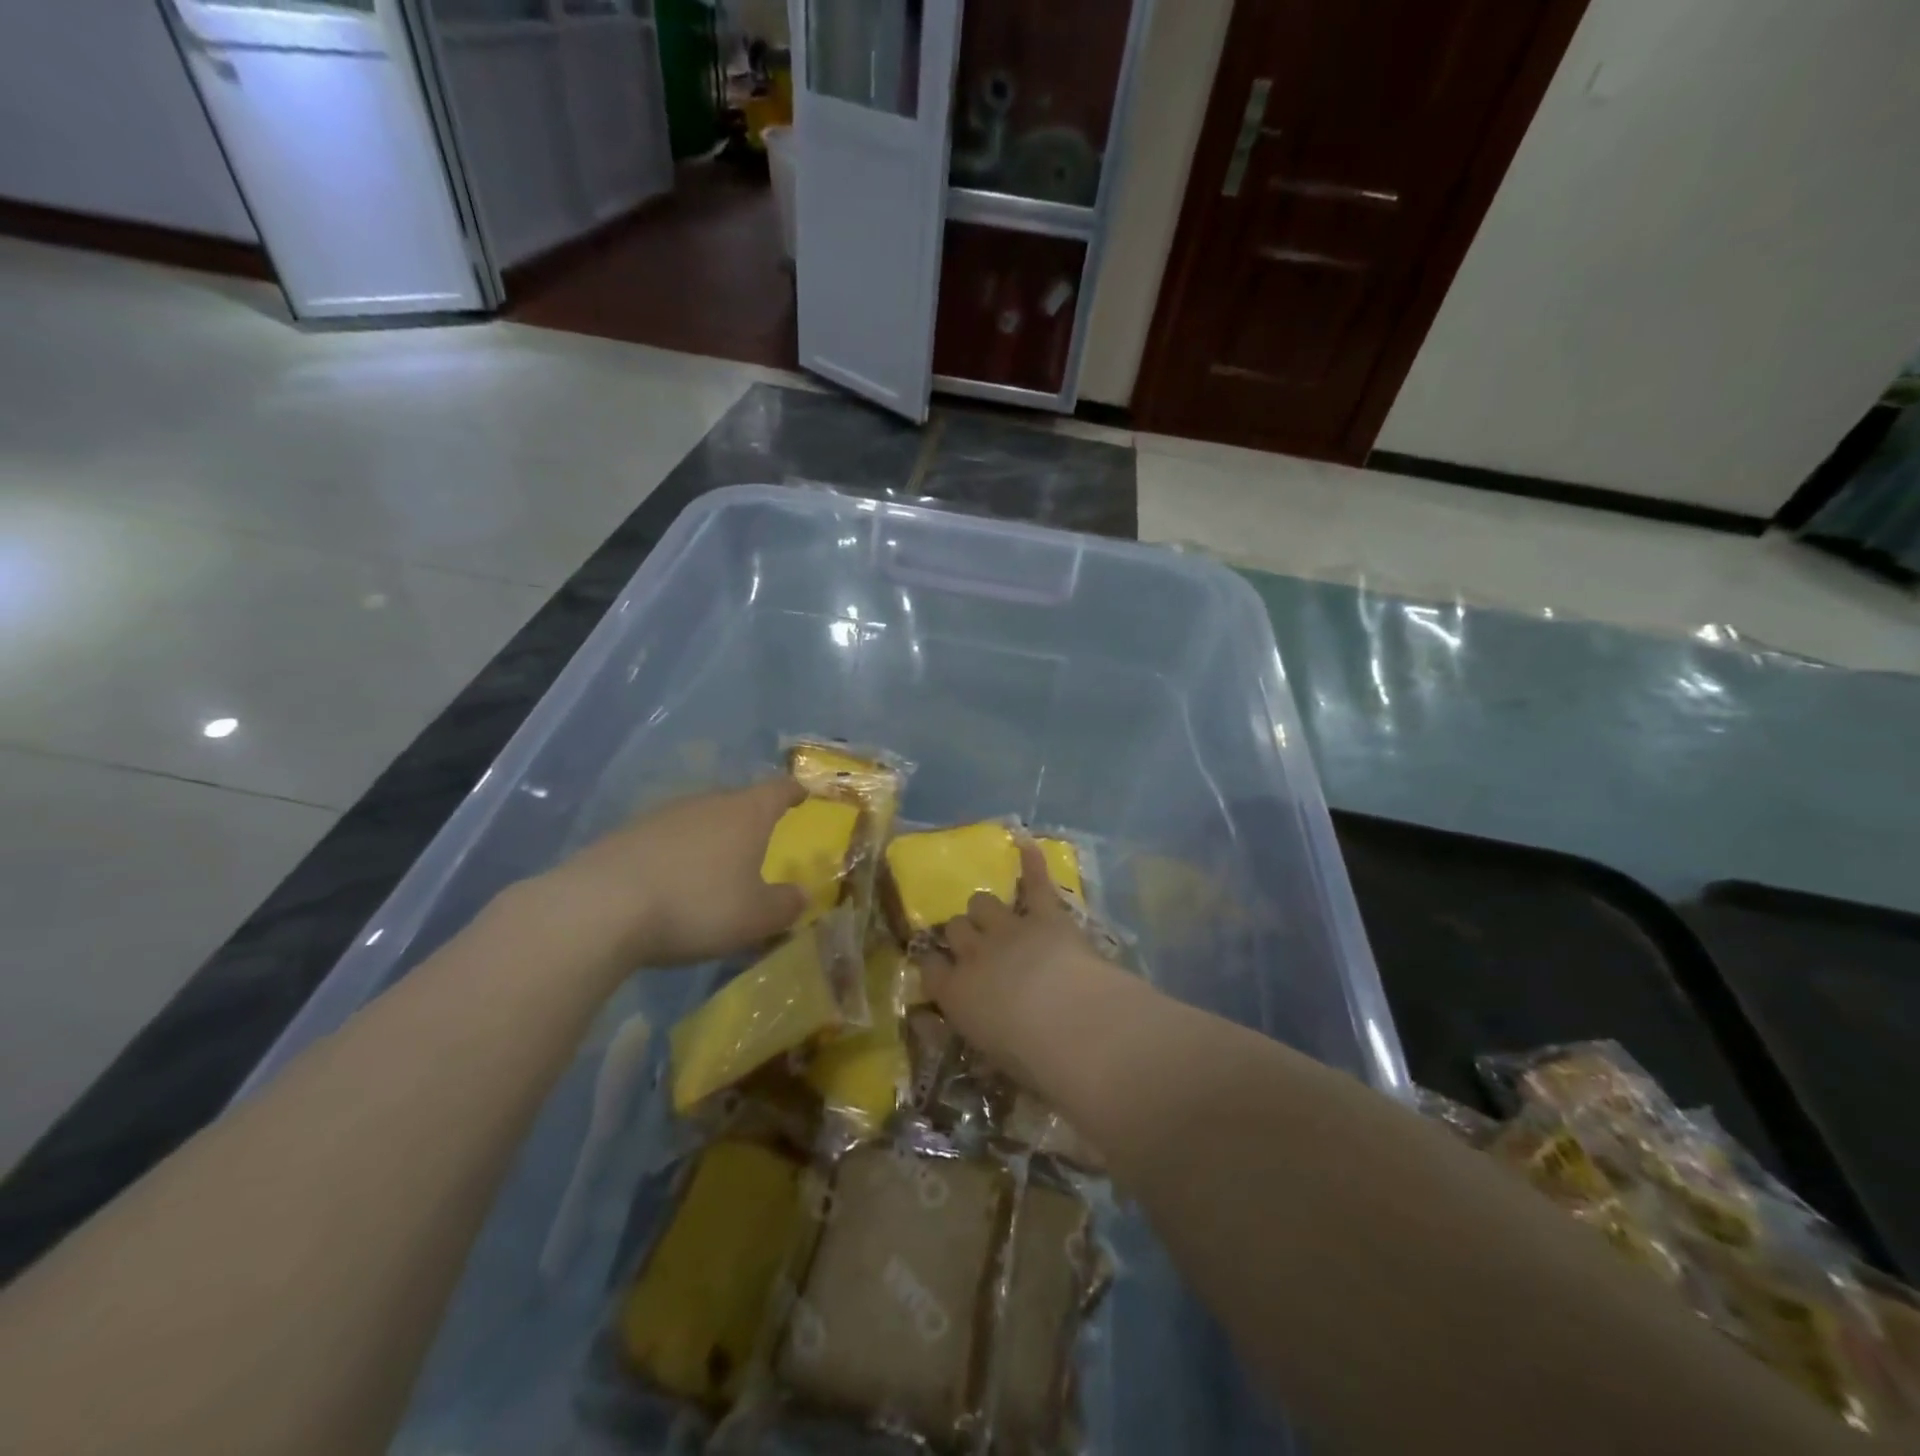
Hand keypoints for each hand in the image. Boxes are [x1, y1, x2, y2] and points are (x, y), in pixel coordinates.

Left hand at [530, 777, 807, 971]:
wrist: (600, 908)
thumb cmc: (696, 906)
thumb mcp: (755, 917)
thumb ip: (785, 905)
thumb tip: (801, 895)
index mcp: (746, 813)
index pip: (779, 789)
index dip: (794, 791)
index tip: (804, 793)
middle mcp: (706, 803)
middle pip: (737, 801)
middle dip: (751, 818)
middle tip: (762, 840)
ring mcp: (662, 815)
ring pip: (699, 819)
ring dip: (711, 837)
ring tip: (715, 866)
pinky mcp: (626, 834)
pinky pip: (666, 838)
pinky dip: (677, 854)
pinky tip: (671, 881)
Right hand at [915, 840, 1115, 1090]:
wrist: (1072, 1023)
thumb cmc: (1033, 1059)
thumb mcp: (995, 1061)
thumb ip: (980, 1040)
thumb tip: (973, 1043)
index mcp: (956, 994)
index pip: (929, 968)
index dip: (933, 964)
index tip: (939, 969)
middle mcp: (974, 954)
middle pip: (955, 928)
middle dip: (963, 935)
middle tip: (977, 947)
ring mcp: (1008, 928)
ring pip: (983, 902)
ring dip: (987, 910)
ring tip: (997, 916)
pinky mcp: (1045, 914)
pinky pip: (1035, 881)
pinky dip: (1032, 862)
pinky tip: (1026, 844)